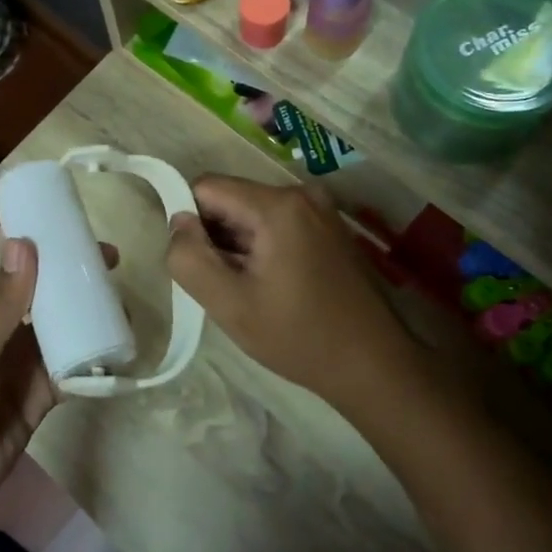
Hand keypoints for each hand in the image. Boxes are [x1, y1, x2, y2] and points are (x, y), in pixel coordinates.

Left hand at [0, 201, 106, 544]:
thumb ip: (1, 306)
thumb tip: (29, 243)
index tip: (26, 187)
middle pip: (25, 279)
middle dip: (57, 259)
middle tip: (100, 246)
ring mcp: (13, 359)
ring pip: (52, 319)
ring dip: (80, 303)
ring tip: (117, 286)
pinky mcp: (34, 392)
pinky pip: (67, 363)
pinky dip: (90, 352)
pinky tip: (118, 338)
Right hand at [165, 175, 419, 407]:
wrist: (373, 364)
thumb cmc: (298, 336)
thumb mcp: (229, 304)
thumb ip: (190, 258)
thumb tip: (178, 222)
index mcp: (277, 205)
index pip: (206, 187)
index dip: (192, 224)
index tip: (204, 267)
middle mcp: (301, 193)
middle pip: (231, 199)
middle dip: (218, 237)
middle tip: (231, 287)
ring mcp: (320, 208)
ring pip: (251, 213)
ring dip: (240, 246)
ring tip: (255, 291)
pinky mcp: (329, 226)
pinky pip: (276, 224)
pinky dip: (264, 249)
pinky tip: (276, 287)